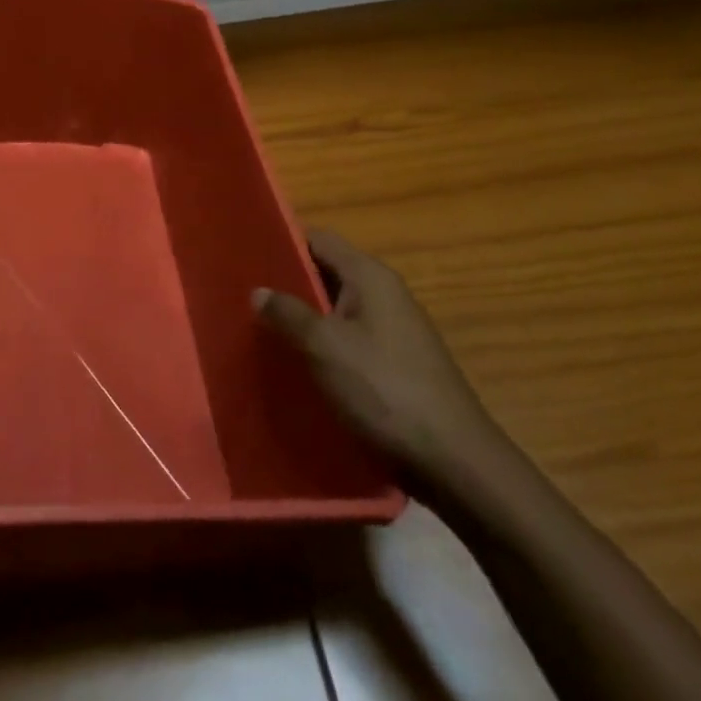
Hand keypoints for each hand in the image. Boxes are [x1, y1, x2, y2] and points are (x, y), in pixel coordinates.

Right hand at [254, 230, 504, 491]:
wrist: (455, 462)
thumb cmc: (385, 389)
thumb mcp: (325, 347)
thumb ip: (288, 313)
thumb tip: (258, 290)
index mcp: (370, 276)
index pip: (319, 239)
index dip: (283, 241)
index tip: (247, 254)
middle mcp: (385, 293)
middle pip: (327, 273)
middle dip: (288, 283)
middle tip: (246, 295)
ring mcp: (395, 330)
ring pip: (337, 310)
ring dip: (305, 318)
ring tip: (263, 330)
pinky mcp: (397, 364)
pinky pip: (351, 340)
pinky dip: (325, 345)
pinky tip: (300, 365)